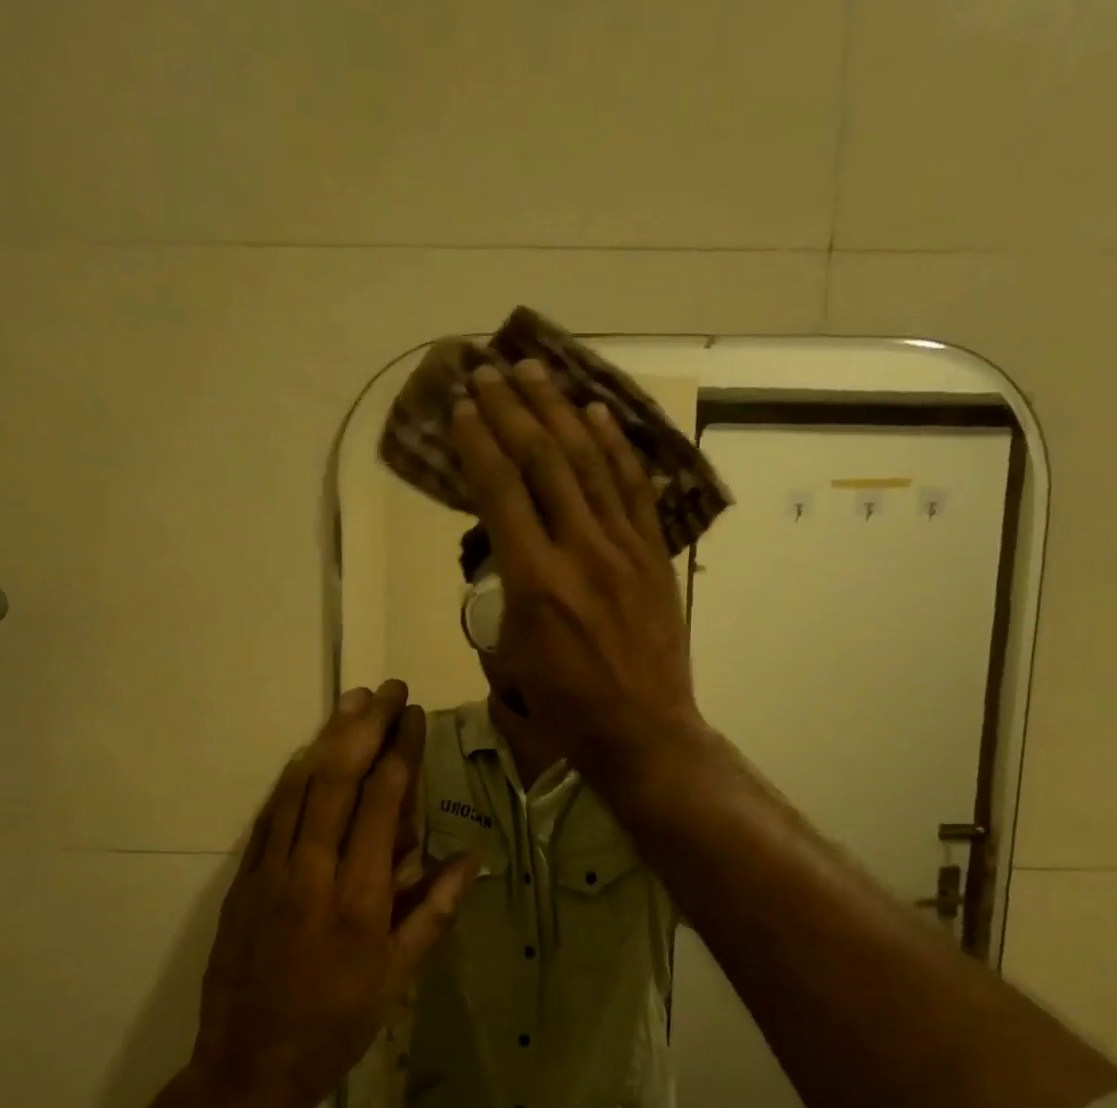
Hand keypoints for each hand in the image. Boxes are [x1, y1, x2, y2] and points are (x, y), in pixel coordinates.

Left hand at [192, 681, 475, 1107]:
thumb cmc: (336, 1024)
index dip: (399, 752)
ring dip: (327, 739)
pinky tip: (308, 753)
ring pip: (299, 788)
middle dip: (364, 728)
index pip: (381, 803)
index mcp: (359, 898)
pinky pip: (271, 814)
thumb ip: (432, 912)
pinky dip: (292, 777)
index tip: (414, 717)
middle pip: (337, 780)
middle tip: (387, 691)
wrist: (249, 1064)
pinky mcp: (243, 878)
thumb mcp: (397, 978)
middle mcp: (312, 872)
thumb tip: (468, 856)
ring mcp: (271, 871)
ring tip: (352, 702)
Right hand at [450, 359, 703, 772]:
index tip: (462, 405)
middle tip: (489, 369)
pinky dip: (615, 447)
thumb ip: (502, 596)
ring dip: (560, 410)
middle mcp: (580, 551)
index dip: (479, 441)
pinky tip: (597, 413)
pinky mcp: (654, 556)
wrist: (641, 729)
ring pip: (590, 463)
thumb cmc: (565, 706)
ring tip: (536, 371)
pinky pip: (635, 489)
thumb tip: (503, 555)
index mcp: (535, 581)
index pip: (501, 491)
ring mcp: (624, 549)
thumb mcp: (510, 656)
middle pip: (544, 461)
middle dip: (512, 409)